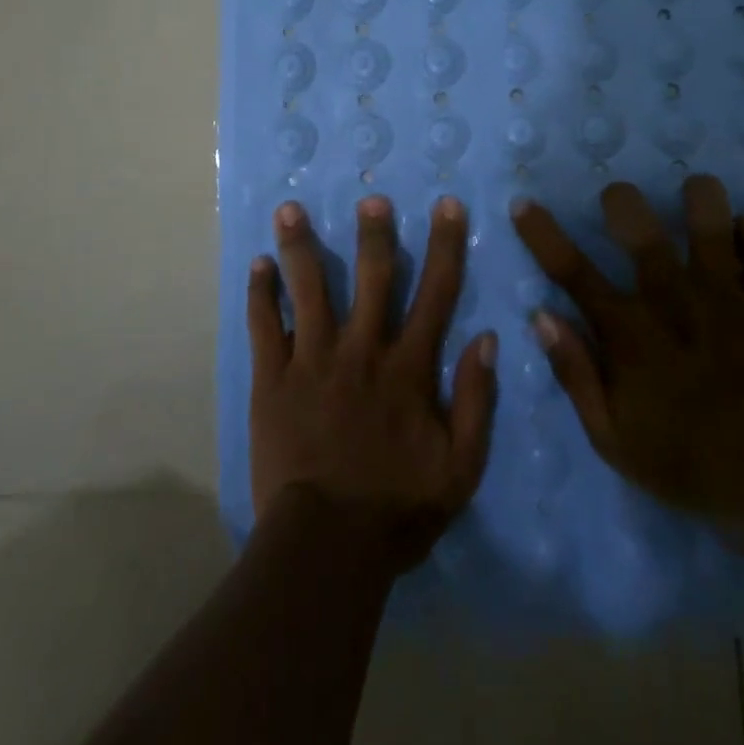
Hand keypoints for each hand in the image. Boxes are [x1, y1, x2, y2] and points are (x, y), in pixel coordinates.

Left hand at [249, 196, 497, 571]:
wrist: (326, 547)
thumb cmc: (397, 508)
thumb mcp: (460, 467)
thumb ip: (477, 401)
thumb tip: (487, 338)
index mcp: (408, 368)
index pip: (435, 293)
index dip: (444, 245)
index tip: (446, 205)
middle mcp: (361, 351)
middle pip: (371, 278)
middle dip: (373, 234)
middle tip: (370, 197)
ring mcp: (312, 360)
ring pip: (308, 290)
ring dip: (300, 246)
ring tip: (289, 208)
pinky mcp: (273, 379)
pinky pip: (265, 327)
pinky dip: (260, 293)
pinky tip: (257, 264)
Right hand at [512, 174, 743, 543]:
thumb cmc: (685, 464)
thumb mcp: (611, 438)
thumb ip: (574, 373)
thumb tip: (541, 316)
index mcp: (629, 333)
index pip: (571, 270)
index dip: (541, 232)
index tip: (523, 203)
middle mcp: (673, 300)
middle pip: (639, 223)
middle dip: (621, 200)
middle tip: (620, 205)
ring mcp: (726, 297)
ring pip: (709, 217)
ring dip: (696, 198)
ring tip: (690, 199)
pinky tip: (737, 235)